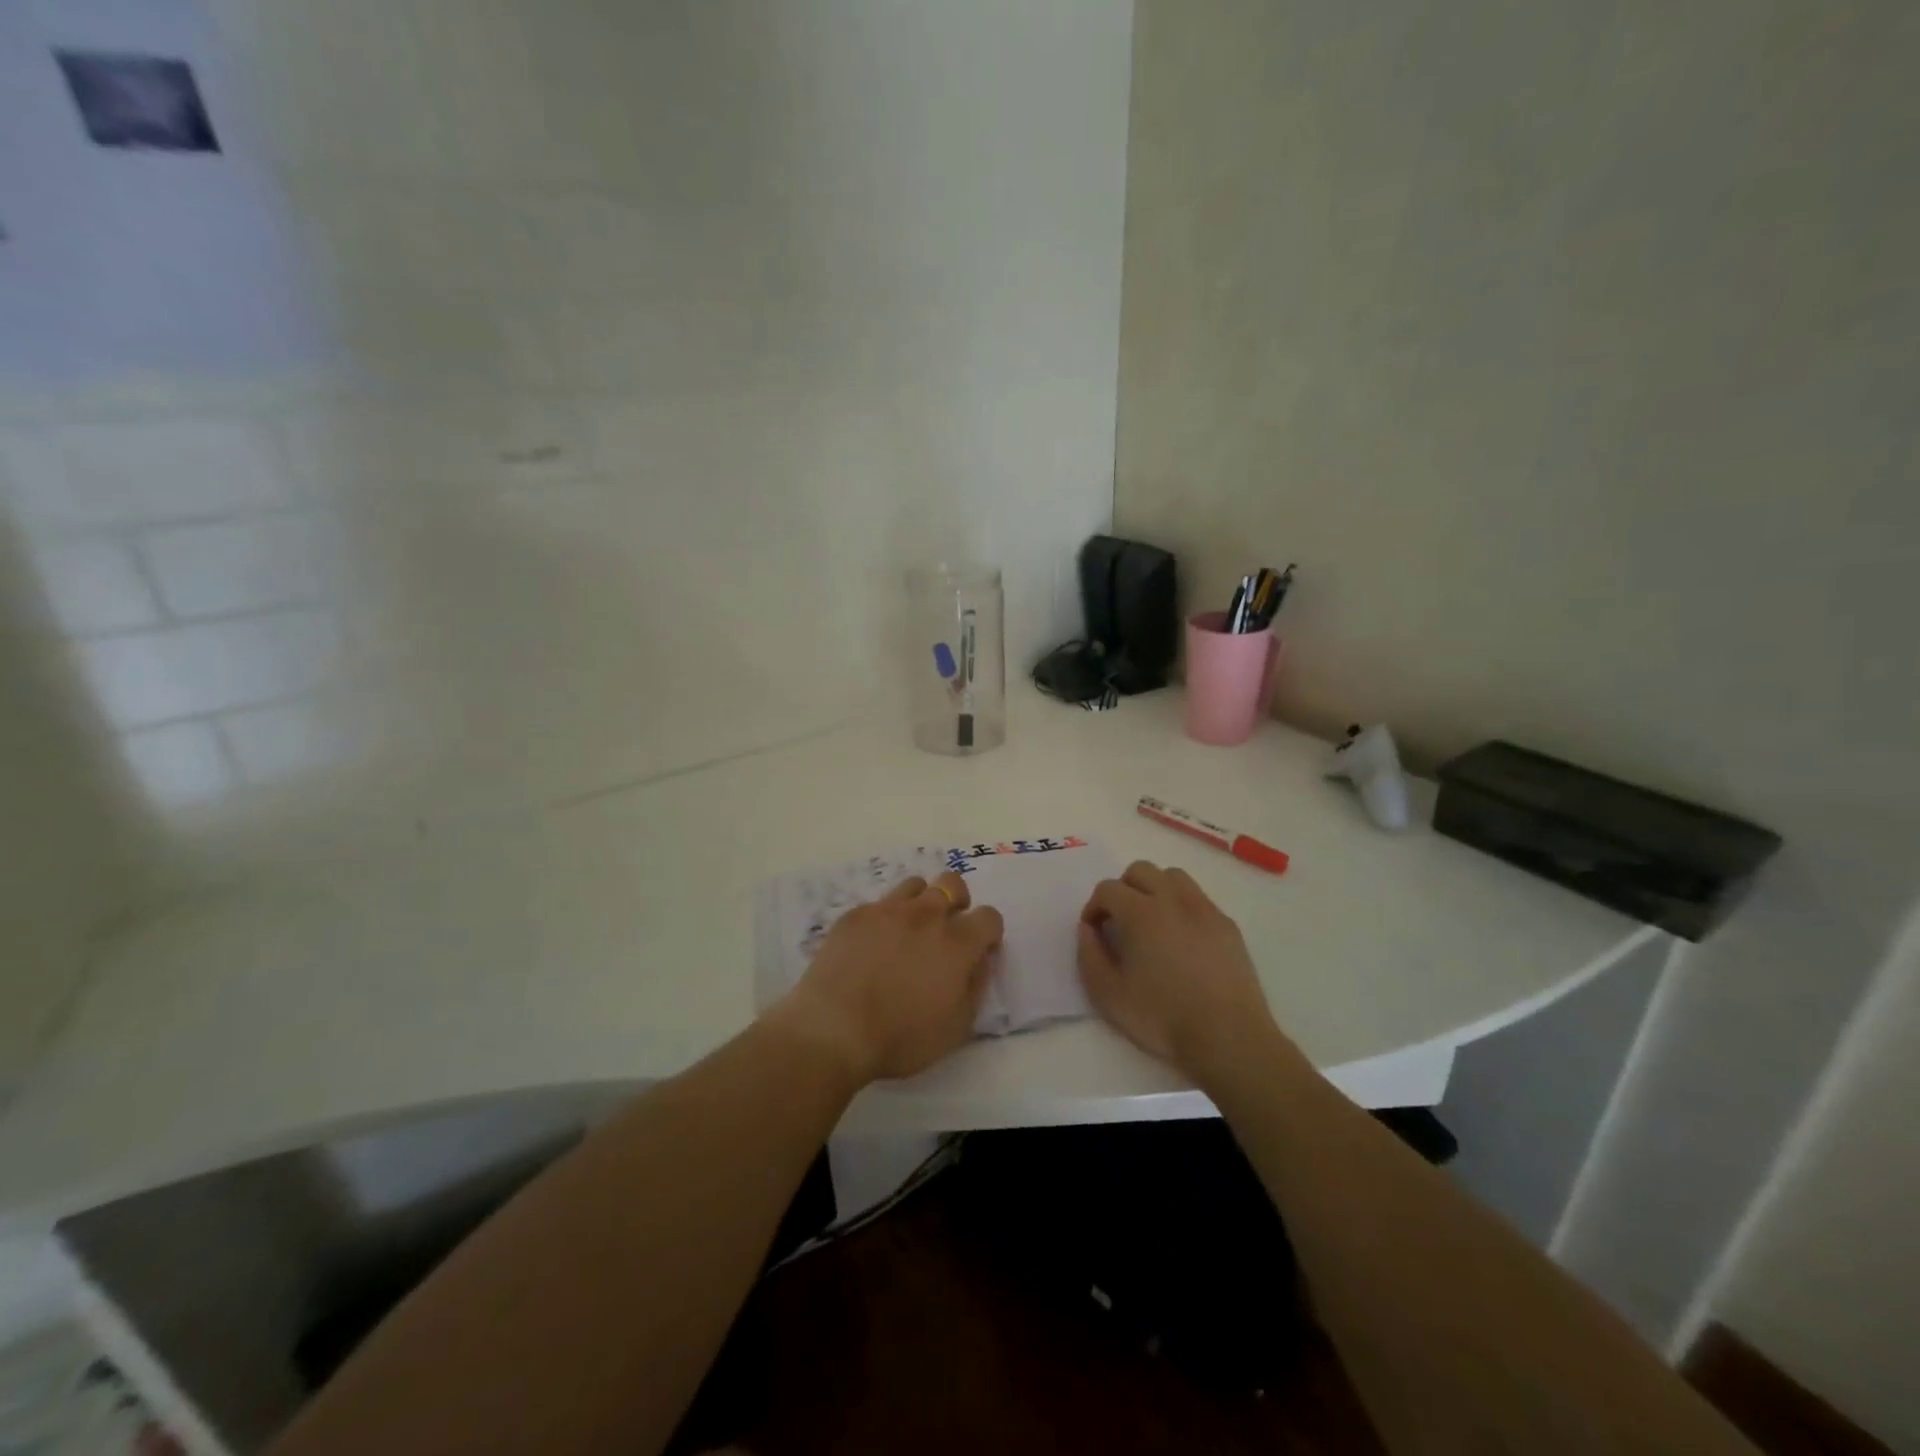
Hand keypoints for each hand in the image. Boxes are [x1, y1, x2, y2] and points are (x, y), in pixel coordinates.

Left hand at [780, 871, 1003, 1085]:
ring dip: (920, 903)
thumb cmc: (901, 1038)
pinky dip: (884, 919)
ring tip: (908, 932)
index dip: (988, 933)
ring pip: (915, 885)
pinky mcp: (855, 915)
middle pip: (952, 883)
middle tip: (946, 930)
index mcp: (957, 943)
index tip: (979, 951)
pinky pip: (879, 904)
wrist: (834, 1029)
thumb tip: (981, 961)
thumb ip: (976, 987)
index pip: (989, 916)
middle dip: (957, 900)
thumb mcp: (956, 1027)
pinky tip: (872, 945)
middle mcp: (926, 915)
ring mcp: (888, 910)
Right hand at [1077, 860, 1284, 1082]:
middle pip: (1140, 870)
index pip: (1108, 889)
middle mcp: (1173, 900)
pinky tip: (1182, 939)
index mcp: (1141, 913)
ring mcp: (1205, 909)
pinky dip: (1181, 906)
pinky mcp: (1227, 925)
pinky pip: (1198, 898)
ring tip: (1151, 922)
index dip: (1094, 907)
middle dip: (1123, 889)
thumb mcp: (1108, 996)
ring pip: (1173, 876)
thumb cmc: (1163, 1018)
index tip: (1095, 932)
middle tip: (1120, 922)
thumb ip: (1089, 956)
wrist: (1228, 1038)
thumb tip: (1088, 929)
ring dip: (1154, 889)